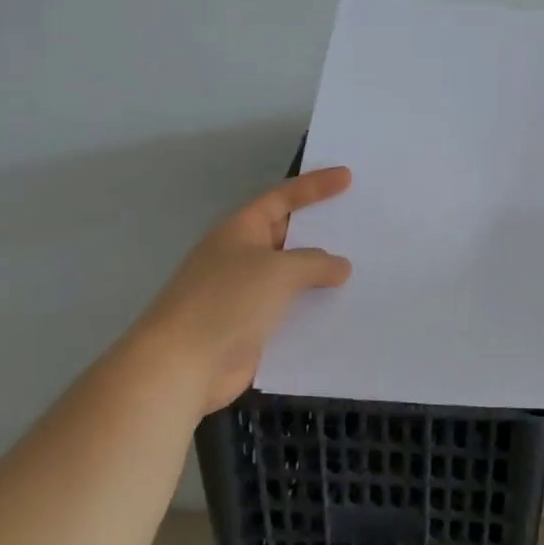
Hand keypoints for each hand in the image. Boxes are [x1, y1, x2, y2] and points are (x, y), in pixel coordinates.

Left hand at [124, 167, 353, 413]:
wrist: (181, 367)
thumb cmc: (227, 301)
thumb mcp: (279, 270)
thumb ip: (315, 263)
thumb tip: (339, 266)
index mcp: (240, 230)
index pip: (282, 198)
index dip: (314, 186)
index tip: (348, 177)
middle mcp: (240, 257)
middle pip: (287, 236)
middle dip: (320, 231)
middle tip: (359, 224)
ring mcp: (243, 295)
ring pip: (290, 277)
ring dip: (320, 275)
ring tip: (362, 268)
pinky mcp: (249, 329)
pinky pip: (289, 311)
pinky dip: (312, 309)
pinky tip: (342, 311)